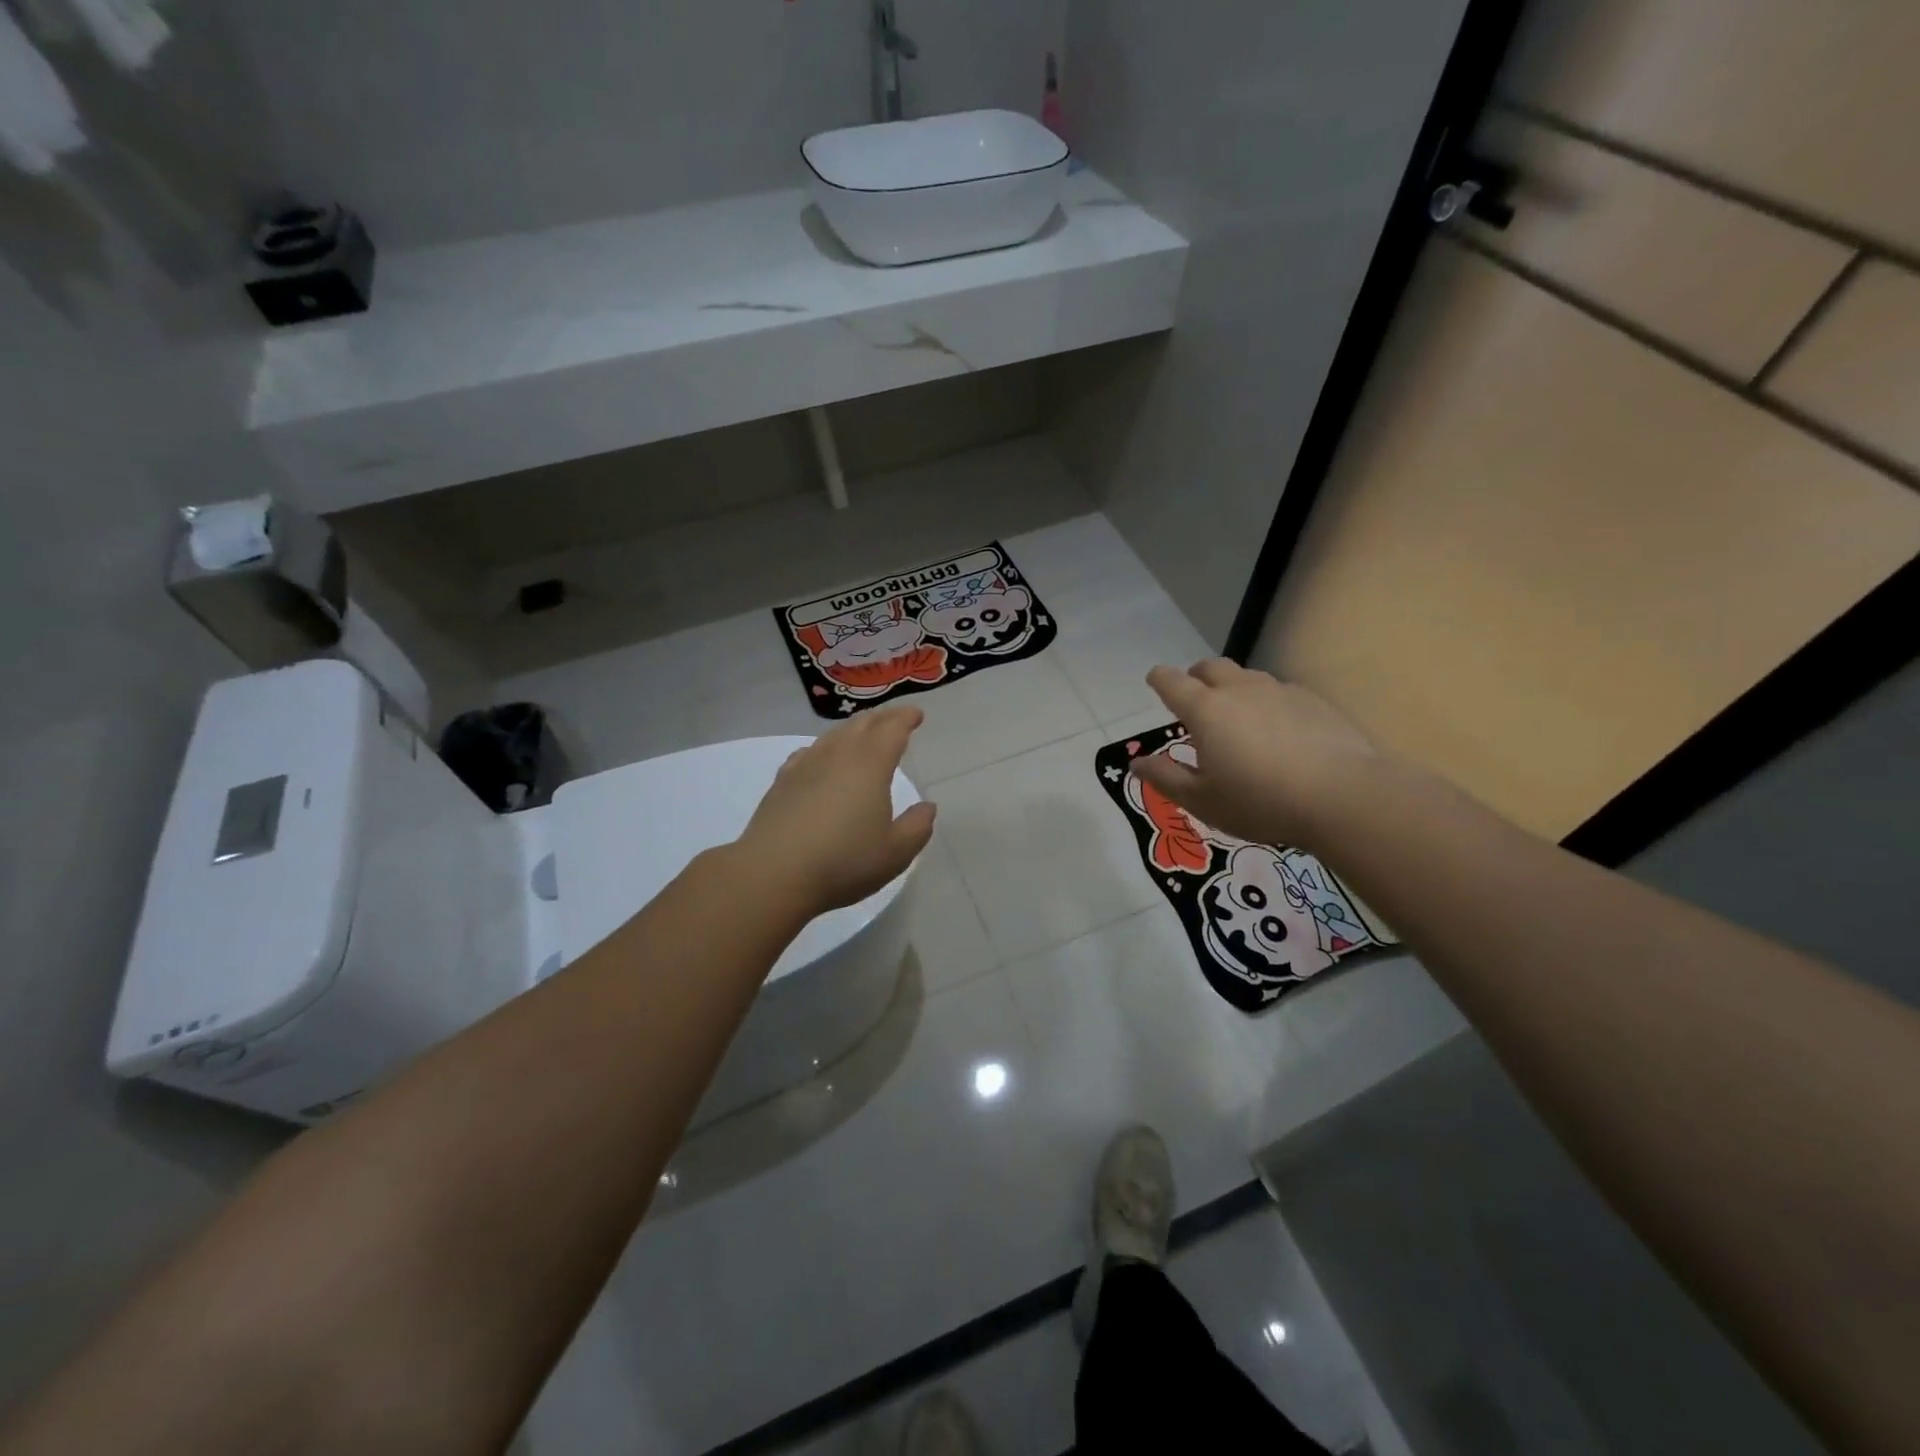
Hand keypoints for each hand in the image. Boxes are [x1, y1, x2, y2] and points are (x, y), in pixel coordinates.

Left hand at [735, 705, 937, 914]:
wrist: (773, 874)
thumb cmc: (843, 862)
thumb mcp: (895, 853)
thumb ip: (917, 827)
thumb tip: (927, 807)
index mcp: (870, 765)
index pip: (892, 729)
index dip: (906, 718)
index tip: (916, 714)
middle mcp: (838, 755)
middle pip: (862, 724)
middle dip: (882, 718)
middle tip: (895, 719)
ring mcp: (806, 765)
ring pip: (833, 735)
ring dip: (853, 729)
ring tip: (863, 734)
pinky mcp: (782, 782)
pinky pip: (808, 752)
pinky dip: (824, 747)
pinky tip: (821, 758)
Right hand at [1132, 660, 1382, 850]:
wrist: (1343, 797)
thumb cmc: (1260, 802)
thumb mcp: (1202, 801)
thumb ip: (1165, 778)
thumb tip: (1136, 763)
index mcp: (1205, 710)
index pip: (1172, 682)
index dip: (1159, 679)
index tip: (1154, 680)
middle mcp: (1239, 690)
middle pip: (1210, 667)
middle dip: (1196, 676)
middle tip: (1194, 695)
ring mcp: (1279, 691)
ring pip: (1247, 676)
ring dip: (1233, 687)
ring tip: (1237, 715)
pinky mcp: (1313, 701)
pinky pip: (1280, 691)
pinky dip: (1268, 702)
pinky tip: (1278, 729)